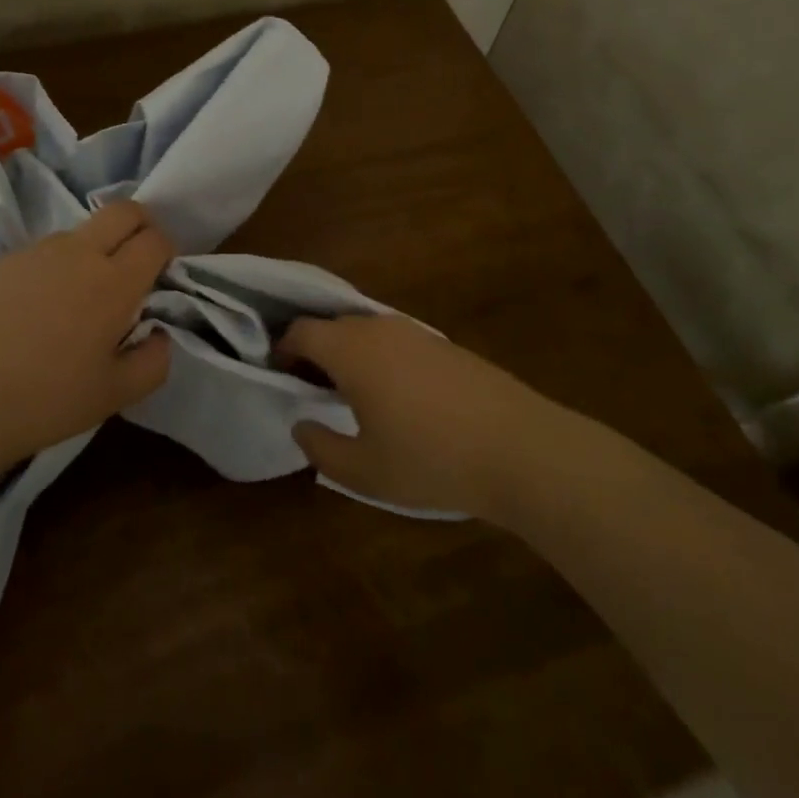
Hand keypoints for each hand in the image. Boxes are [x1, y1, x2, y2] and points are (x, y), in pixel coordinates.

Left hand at [0, 201, 174, 476]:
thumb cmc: (44, 400)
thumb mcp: (114, 396)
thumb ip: (153, 362)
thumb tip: (159, 334)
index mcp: (114, 282)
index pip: (155, 240)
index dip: (166, 250)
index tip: (161, 274)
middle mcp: (79, 253)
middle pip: (123, 210)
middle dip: (141, 224)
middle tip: (137, 260)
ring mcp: (37, 252)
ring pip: (82, 229)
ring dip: (97, 246)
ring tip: (82, 295)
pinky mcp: (4, 261)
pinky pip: (46, 249)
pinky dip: (59, 264)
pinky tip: (40, 307)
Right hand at [284, 315, 558, 519]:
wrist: (519, 448)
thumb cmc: (430, 459)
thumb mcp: (364, 471)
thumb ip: (322, 448)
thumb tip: (302, 425)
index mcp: (351, 350)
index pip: (302, 331)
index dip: (283, 348)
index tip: (279, 374)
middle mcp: (379, 329)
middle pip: (332, 326)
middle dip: (314, 351)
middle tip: (310, 388)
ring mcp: (416, 332)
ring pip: (366, 332)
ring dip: (349, 354)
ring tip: (351, 394)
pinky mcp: (445, 345)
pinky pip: (396, 341)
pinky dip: (381, 358)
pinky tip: (397, 396)